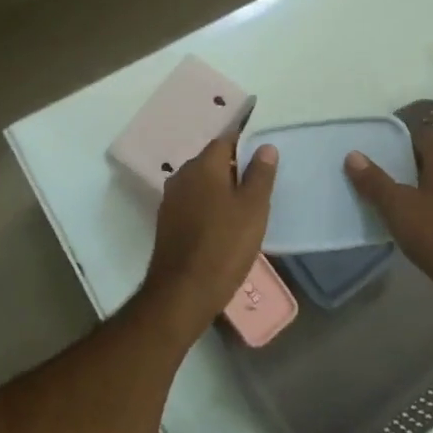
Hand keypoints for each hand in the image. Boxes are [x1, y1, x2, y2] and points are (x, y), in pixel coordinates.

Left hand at [139, 135, 277, 341]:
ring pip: (202, 183)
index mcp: (203, 165)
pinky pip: (193, 203)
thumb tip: (265, 146)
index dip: (246, 143)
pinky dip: (209, 206)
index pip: (226, 140)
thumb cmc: (224, 245)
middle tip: (260, 183)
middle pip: (212, 161)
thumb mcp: (253, 208)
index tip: (264, 154)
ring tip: (245, 205)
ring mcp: (171, 200)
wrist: (182, 292)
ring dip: (221, 188)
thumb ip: (260, 174)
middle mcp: (182, 175)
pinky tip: (224, 224)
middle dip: (234, 167)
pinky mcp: (167, 223)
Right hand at [345, 132, 432, 324]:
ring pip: (430, 178)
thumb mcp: (398, 206)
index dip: (395, 136)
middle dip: (398, 160)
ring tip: (380, 190)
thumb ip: (374, 180)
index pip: (419, 132)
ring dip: (409, 182)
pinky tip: (401, 213)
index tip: (371, 144)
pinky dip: (420, 200)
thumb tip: (353, 155)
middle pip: (424, 155)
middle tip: (369, 167)